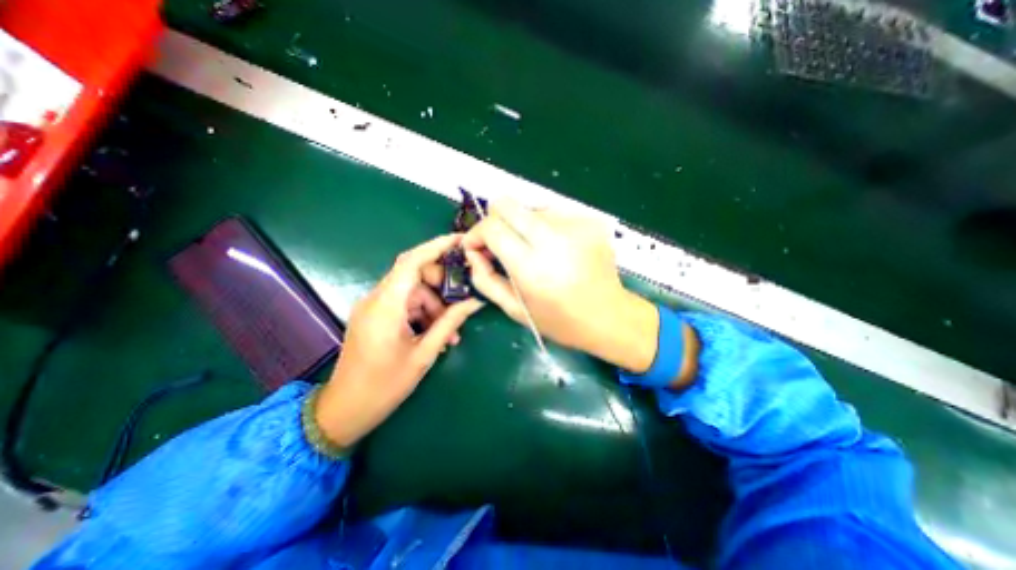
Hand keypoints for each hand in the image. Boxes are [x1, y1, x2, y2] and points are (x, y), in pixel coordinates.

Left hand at [314, 234, 483, 446]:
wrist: (345, 410)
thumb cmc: (384, 386)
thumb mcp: (424, 354)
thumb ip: (450, 323)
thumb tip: (475, 302)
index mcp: (386, 306)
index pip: (411, 261)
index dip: (436, 246)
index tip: (461, 241)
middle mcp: (376, 299)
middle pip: (414, 274)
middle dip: (441, 284)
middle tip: (462, 301)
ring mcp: (373, 307)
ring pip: (412, 291)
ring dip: (434, 305)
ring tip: (451, 332)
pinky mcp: (374, 316)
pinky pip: (404, 304)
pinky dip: (423, 313)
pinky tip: (436, 334)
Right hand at [461, 204, 658, 374]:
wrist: (608, 316)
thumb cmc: (559, 320)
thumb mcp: (514, 309)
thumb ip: (484, 279)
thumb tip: (472, 252)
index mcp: (532, 266)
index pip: (492, 227)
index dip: (476, 233)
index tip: (476, 246)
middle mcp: (554, 238)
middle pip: (506, 204)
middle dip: (494, 220)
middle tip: (499, 242)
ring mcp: (575, 225)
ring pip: (529, 207)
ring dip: (522, 225)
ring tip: (533, 249)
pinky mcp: (590, 220)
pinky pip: (553, 212)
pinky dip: (545, 226)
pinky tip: (555, 248)